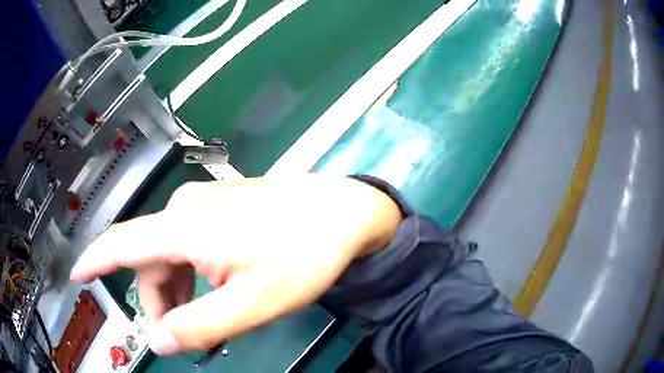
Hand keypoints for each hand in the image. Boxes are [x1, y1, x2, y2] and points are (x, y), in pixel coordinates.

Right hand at [71, 175, 400, 353]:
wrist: (343, 212)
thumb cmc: (305, 252)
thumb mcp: (254, 301)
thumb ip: (201, 324)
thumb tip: (159, 341)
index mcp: (185, 227)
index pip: (122, 243)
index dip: (94, 260)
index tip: (77, 275)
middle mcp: (187, 209)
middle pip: (150, 260)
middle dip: (159, 300)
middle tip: (184, 334)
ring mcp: (206, 205)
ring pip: (171, 254)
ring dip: (178, 290)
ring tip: (208, 319)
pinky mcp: (222, 207)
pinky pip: (190, 243)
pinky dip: (193, 273)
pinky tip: (217, 289)